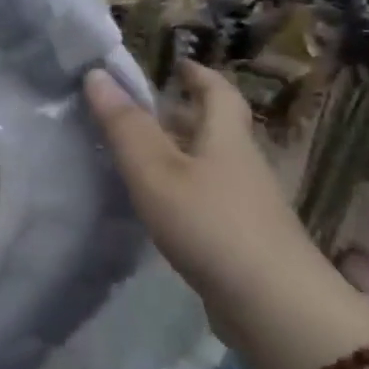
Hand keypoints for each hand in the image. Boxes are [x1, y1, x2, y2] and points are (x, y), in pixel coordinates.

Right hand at [84, 60, 344, 338]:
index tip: (175, 63)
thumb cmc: (210, 224)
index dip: (197, 74)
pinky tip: (154, 203)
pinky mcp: (239, 237)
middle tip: (137, 108)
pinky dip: (179, 187)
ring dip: (176, 151)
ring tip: (133, 153)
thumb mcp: (156, 170)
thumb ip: (125, 126)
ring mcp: (244, 203)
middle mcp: (240, 164)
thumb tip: (96, 75)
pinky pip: (204, 196)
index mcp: (225, 139)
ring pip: (207, 163)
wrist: (273, 305)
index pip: (218, 93)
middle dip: (180, 113)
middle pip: (213, 128)